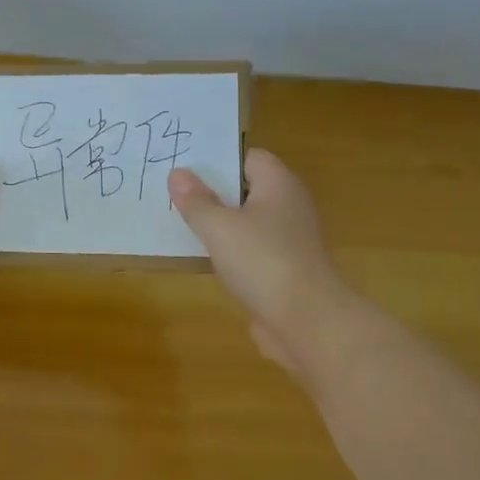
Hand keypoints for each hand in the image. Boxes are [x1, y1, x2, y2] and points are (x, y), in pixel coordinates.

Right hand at [169, 150, 348, 373]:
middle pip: (246, 189)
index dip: (218, 159)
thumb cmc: (262, 261)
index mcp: (278, 184)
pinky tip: (203, 259)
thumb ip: (196, 200)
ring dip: (219, 225)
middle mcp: (288, 205)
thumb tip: (178, 174)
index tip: (184, 167)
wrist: (307, 321)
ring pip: (247, 222)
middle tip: (173, 193)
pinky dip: (230, 252)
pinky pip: (250, 251)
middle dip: (213, 192)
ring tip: (179, 224)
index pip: (248, 157)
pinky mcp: (284, 270)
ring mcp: (289, 240)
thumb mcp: (219, 226)